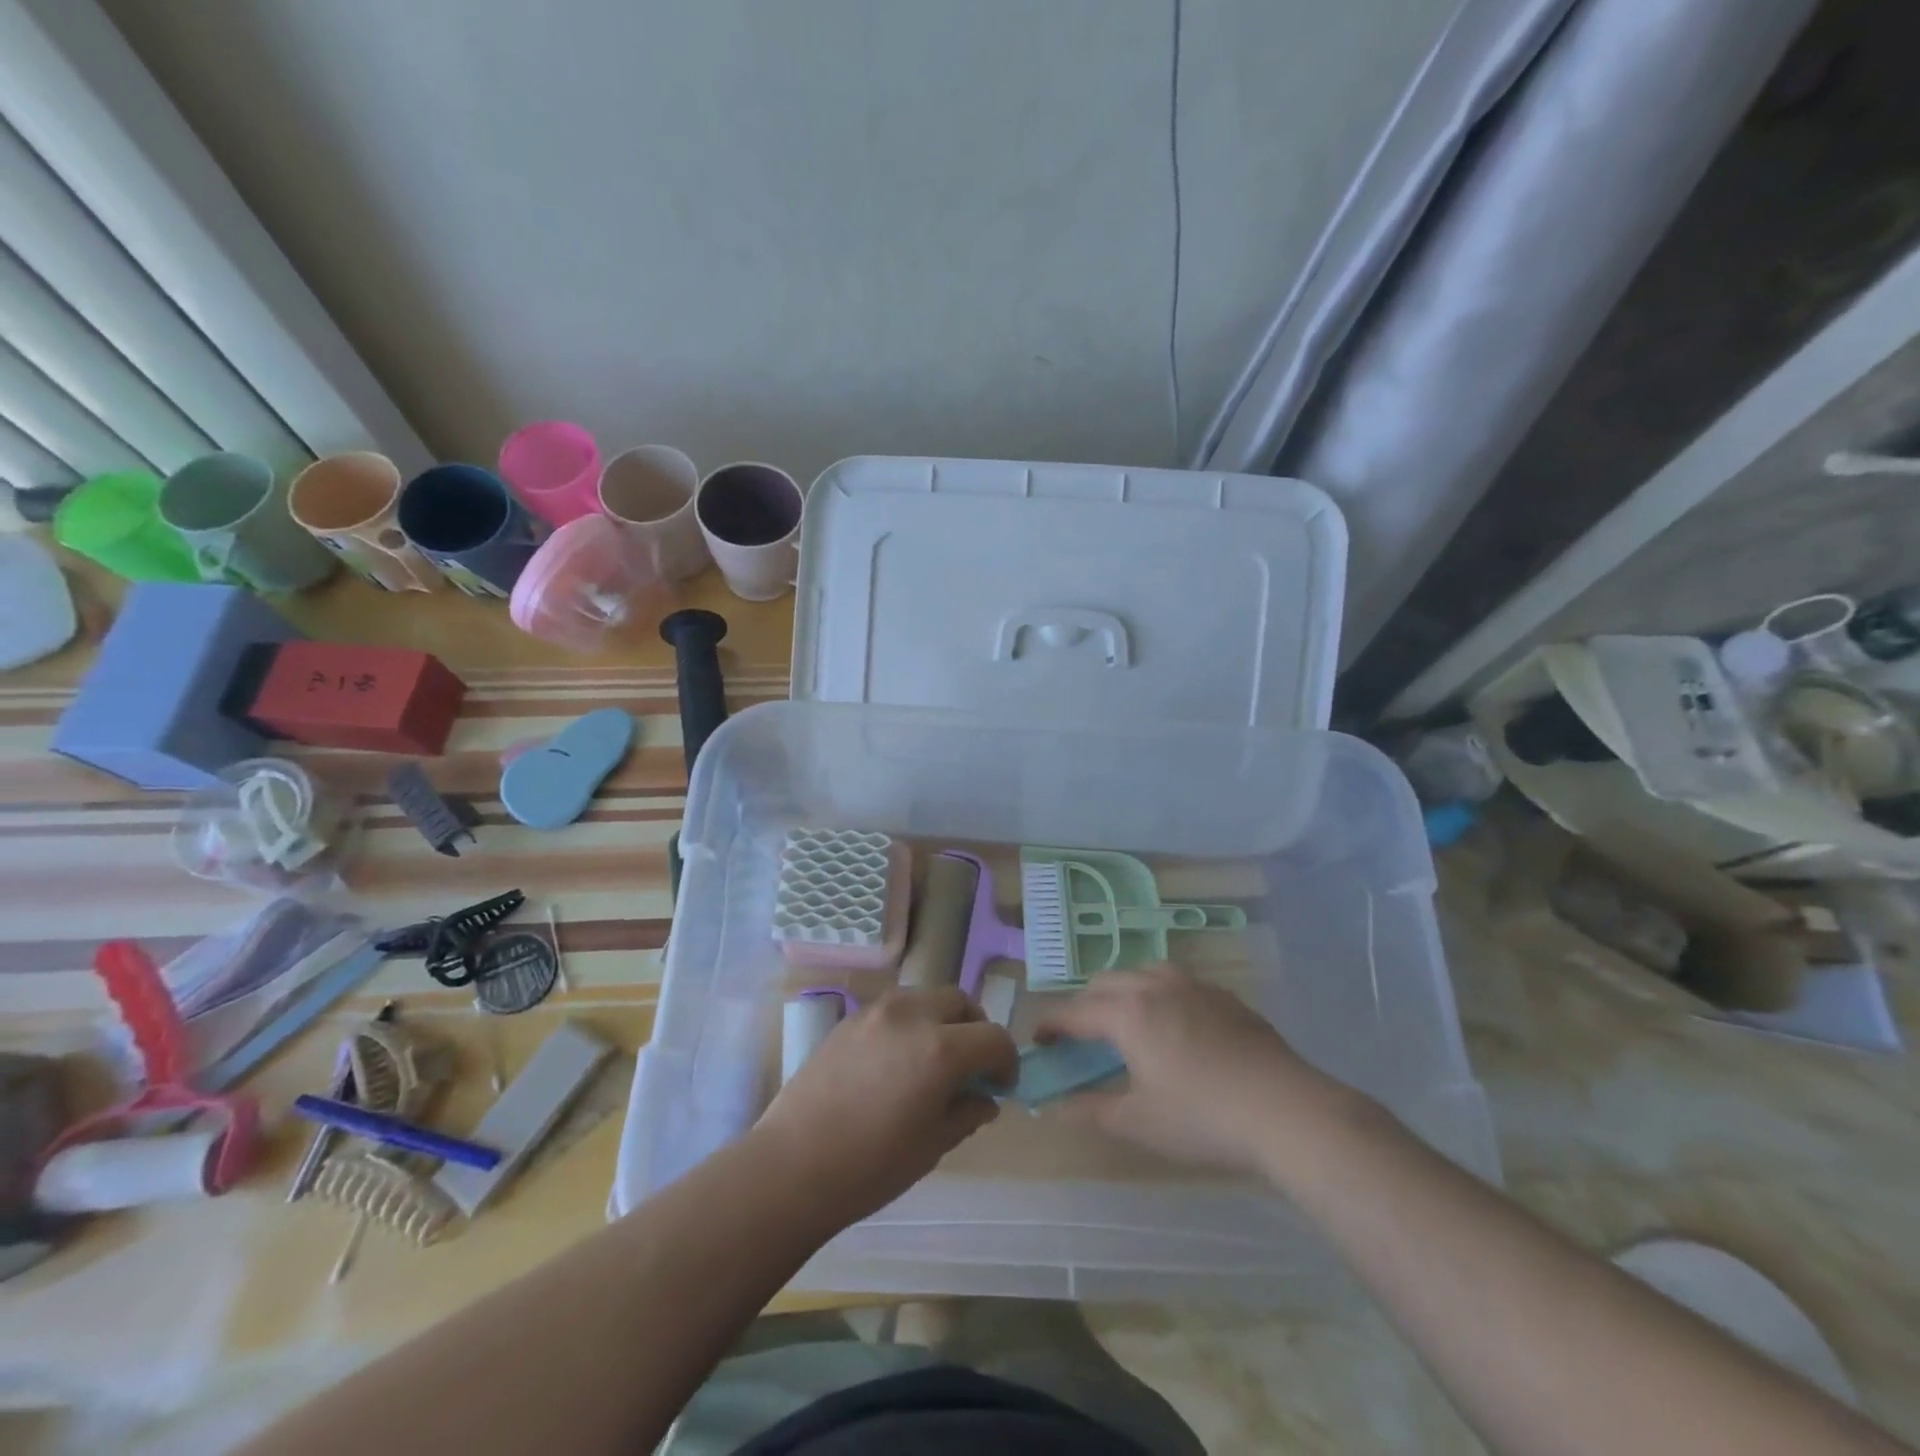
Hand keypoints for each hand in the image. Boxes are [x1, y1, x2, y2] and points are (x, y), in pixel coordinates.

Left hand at [754, 987, 1017, 1231]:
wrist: (793, 1165)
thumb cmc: (871, 1166)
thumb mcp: (932, 1146)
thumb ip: (966, 1113)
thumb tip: (983, 1099)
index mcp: (941, 1049)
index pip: (993, 1037)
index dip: (1006, 1061)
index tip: (1000, 1086)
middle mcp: (912, 1015)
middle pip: (961, 1001)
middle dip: (975, 1029)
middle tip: (970, 1065)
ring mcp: (877, 1011)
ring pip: (926, 997)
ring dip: (942, 1019)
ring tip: (932, 1058)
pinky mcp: (850, 1018)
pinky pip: (894, 1007)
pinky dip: (910, 1022)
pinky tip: (896, 1060)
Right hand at [1035, 965, 1359, 1173]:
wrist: (1287, 1111)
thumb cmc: (1203, 1119)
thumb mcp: (1138, 1123)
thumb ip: (1089, 1110)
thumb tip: (1055, 1105)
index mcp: (1128, 1012)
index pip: (1075, 1011)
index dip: (1051, 1024)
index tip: (1038, 1040)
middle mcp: (1156, 986)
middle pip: (1105, 983)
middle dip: (1084, 1005)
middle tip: (1080, 1038)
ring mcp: (1195, 986)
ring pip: (1143, 971)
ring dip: (1122, 991)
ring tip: (1125, 1022)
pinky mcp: (1225, 997)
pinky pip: (1178, 982)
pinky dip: (1158, 994)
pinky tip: (1174, 1026)